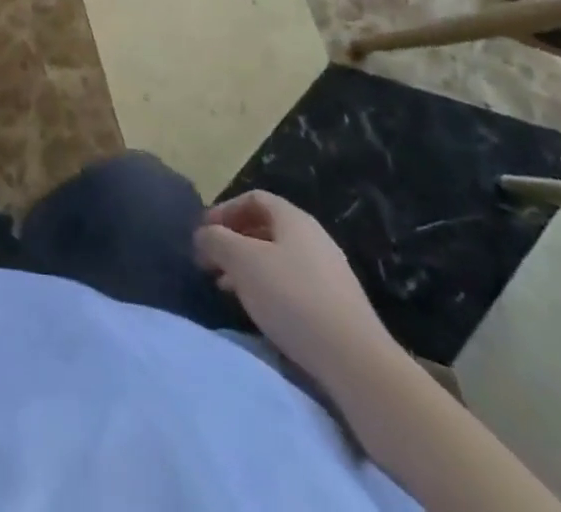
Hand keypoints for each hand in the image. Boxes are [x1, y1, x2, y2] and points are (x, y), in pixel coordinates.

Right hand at [195, 191, 396, 383]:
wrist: (357, 362)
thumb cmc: (293, 298)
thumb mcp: (242, 262)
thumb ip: (216, 240)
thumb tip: (203, 235)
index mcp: (294, 218)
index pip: (253, 198)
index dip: (224, 210)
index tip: (203, 233)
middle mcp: (314, 237)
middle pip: (266, 228)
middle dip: (234, 242)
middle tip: (211, 263)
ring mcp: (330, 272)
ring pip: (278, 258)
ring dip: (249, 268)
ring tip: (228, 289)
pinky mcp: (338, 306)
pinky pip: (294, 284)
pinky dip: (269, 288)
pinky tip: (260, 311)